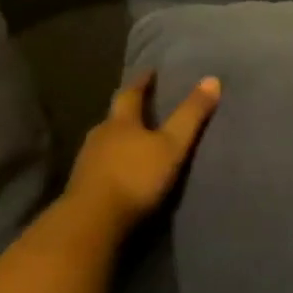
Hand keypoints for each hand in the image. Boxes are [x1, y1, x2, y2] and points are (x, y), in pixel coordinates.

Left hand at [61, 72, 220, 239]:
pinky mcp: (81, 187)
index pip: (130, 94)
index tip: (149, 71)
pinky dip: (111, 163)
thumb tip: (212, 79)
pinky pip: (99, 166)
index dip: (141, 82)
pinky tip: (118, 171)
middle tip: (141, 106)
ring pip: (104, 142)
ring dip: (117, 139)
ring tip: (132, 140)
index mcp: (120, 122)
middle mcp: (100, 136)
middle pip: (114, 118)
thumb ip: (191, 115)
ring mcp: (86, 162)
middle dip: (127, 112)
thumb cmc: (135, 177)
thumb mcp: (172, 145)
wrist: (92, 222)